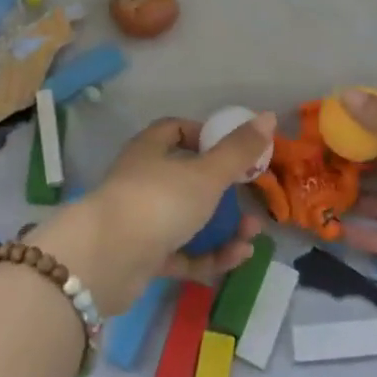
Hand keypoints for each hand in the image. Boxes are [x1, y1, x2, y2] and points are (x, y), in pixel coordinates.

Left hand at [30, 115, 269, 314]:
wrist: (107, 260)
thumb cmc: (159, 201)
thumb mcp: (206, 174)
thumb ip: (239, 150)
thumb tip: (269, 116)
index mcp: (151, 149)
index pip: (177, 130)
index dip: (206, 136)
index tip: (234, 150)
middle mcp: (144, 179)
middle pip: (188, 179)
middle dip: (224, 193)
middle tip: (252, 202)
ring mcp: (143, 219)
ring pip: (189, 219)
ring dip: (223, 229)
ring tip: (251, 238)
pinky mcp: (144, 256)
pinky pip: (183, 252)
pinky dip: (209, 255)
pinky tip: (236, 258)